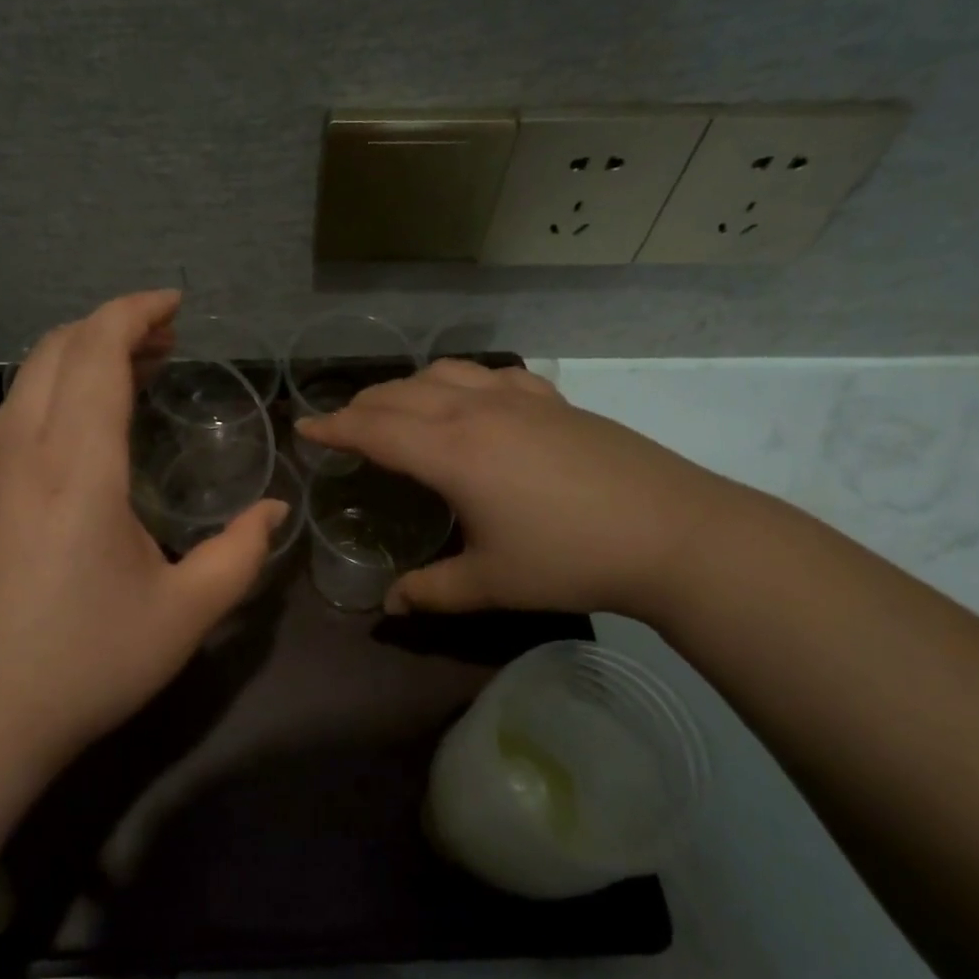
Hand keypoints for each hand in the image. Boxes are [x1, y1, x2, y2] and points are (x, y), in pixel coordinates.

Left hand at [0, 291, 285, 860]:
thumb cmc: (81, 668)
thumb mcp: (182, 617)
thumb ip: (239, 555)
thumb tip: (273, 511)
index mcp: (77, 468)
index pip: (96, 353)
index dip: (134, 313)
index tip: (175, 306)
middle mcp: (26, 453)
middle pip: (57, 349)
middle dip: (112, 325)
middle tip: (167, 338)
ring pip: (31, 379)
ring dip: (82, 355)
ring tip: (136, 370)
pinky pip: (19, 414)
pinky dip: (59, 390)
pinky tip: (90, 426)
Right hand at [295, 359, 736, 619]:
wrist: (674, 533)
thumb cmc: (571, 559)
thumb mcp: (491, 584)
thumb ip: (431, 591)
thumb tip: (389, 605)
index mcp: (451, 451)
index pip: (373, 429)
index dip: (333, 427)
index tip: (303, 428)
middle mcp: (476, 411)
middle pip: (400, 394)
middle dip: (361, 407)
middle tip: (341, 427)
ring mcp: (518, 399)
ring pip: (444, 373)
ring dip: (407, 387)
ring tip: (396, 410)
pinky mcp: (554, 401)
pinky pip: (492, 375)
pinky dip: (462, 381)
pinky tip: (471, 399)